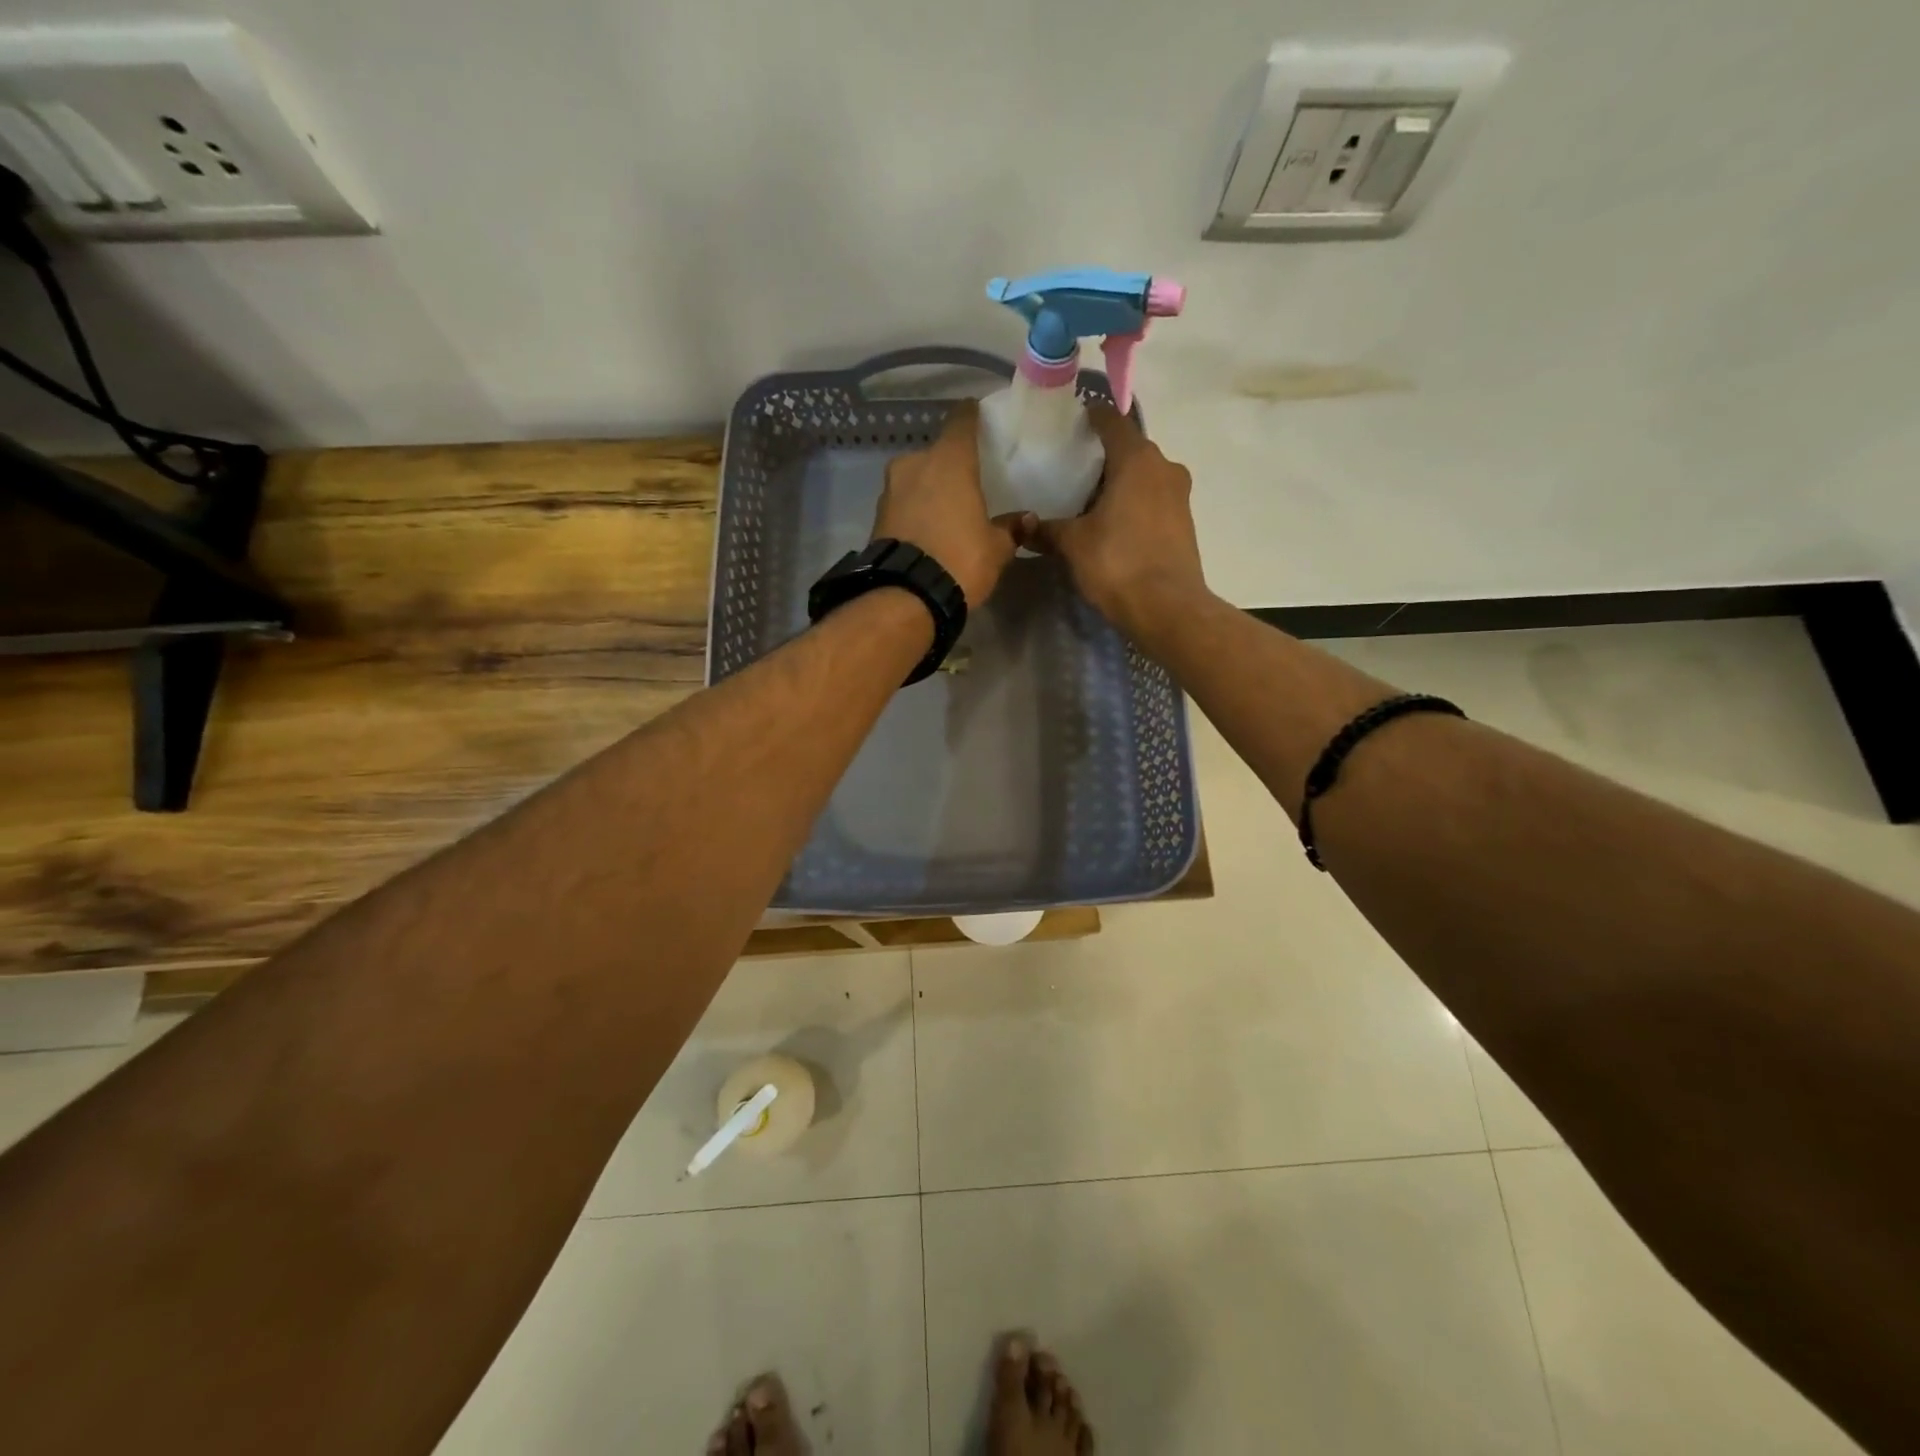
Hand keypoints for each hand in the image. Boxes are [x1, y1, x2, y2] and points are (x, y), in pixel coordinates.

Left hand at [872, 400, 1019, 607]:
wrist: (905, 597)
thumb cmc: (960, 560)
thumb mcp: (996, 549)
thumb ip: (1011, 529)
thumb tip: (1027, 518)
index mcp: (948, 461)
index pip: (961, 421)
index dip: (971, 416)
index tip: (978, 415)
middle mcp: (914, 465)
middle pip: (936, 454)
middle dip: (949, 465)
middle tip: (966, 482)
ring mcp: (890, 491)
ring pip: (915, 480)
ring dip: (928, 490)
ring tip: (946, 510)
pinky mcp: (876, 518)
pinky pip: (902, 505)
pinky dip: (914, 512)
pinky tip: (928, 530)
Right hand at [1013, 401, 1209, 638]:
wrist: (1168, 609)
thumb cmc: (1118, 563)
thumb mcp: (1073, 545)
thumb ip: (1047, 529)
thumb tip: (1022, 525)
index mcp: (1137, 459)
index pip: (1112, 421)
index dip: (1091, 416)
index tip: (1072, 422)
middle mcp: (1164, 467)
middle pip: (1130, 449)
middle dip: (1103, 456)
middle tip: (1071, 469)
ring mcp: (1179, 495)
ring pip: (1143, 476)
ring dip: (1119, 483)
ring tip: (1088, 500)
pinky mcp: (1184, 522)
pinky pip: (1153, 500)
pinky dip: (1133, 504)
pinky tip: (1112, 524)